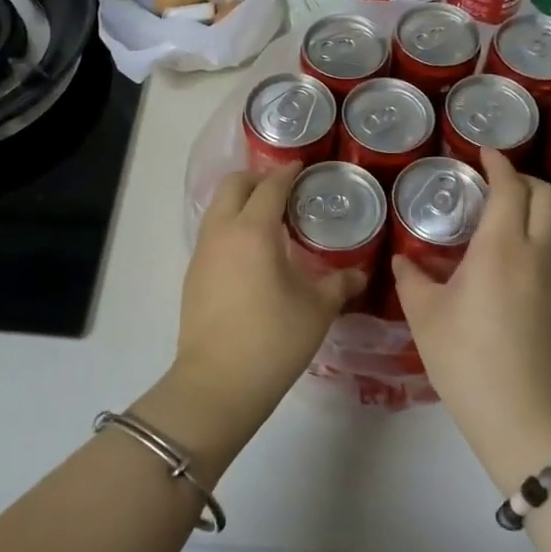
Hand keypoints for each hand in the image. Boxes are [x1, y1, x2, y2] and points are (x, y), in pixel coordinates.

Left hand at [173, 163, 364, 430]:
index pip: (270, 186)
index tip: (303, 168)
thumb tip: (358, 275)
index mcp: (253, 230)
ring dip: (241, 202)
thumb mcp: (316, 310)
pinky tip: (251, 253)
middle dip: (258, 179)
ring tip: (270, 220)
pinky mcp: (193, 274)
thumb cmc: (273, 339)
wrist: (218, 383)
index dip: (288, 173)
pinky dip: (230, 227)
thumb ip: (339, 284)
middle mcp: (222, 231)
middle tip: (285, 190)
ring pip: (218, 208)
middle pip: (234, 185)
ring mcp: (202, 252)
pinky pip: (212, 233)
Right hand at [391, 150, 550, 492]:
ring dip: (530, 205)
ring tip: (493, 211)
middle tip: (490, 178)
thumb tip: (402, 259)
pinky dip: (531, 232)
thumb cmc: (466, 359)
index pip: (510, 188)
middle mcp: (533, 255)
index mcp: (500, 248)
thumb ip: (411, 278)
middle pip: (545, 196)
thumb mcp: (425, 316)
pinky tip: (499, 253)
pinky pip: (548, 249)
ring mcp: (550, 279)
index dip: (498, 163)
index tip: (482, 149)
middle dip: (523, 178)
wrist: (522, 418)